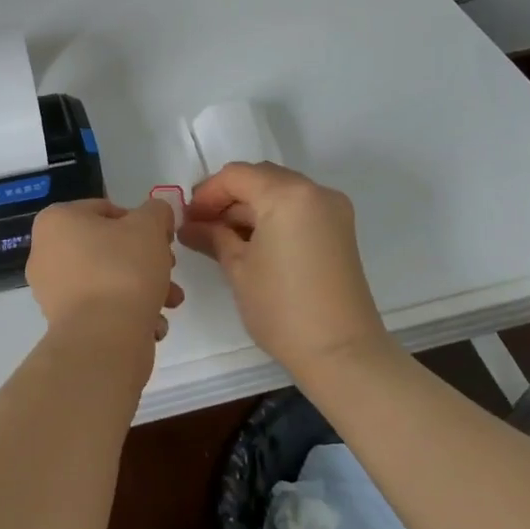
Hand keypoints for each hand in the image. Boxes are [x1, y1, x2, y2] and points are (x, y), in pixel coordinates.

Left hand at [27, 197, 183, 362]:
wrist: (103, 339)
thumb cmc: (122, 269)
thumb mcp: (150, 226)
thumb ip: (157, 211)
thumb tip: (157, 214)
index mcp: (57, 221)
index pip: (106, 210)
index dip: (141, 222)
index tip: (163, 240)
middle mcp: (45, 252)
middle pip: (108, 247)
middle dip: (145, 259)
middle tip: (169, 269)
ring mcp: (51, 290)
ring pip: (108, 279)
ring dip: (143, 287)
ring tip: (170, 303)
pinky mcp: (63, 323)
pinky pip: (100, 308)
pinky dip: (127, 312)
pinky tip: (152, 324)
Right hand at [179, 162, 388, 379]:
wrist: (341, 353)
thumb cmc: (282, 308)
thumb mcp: (238, 268)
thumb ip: (213, 236)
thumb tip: (190, 226)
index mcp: (288, 194)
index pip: (236, 176)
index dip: (207, 193)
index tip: (187, 218)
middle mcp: (314, 191)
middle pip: (260, 178)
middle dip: (228, 198)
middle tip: (201, 225)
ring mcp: (332, 209)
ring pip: (279, 192)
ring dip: (249, 208)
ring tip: (221, 237)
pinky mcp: (339, 230)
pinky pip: (297, 208)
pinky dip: (272, 217)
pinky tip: (250, 242)